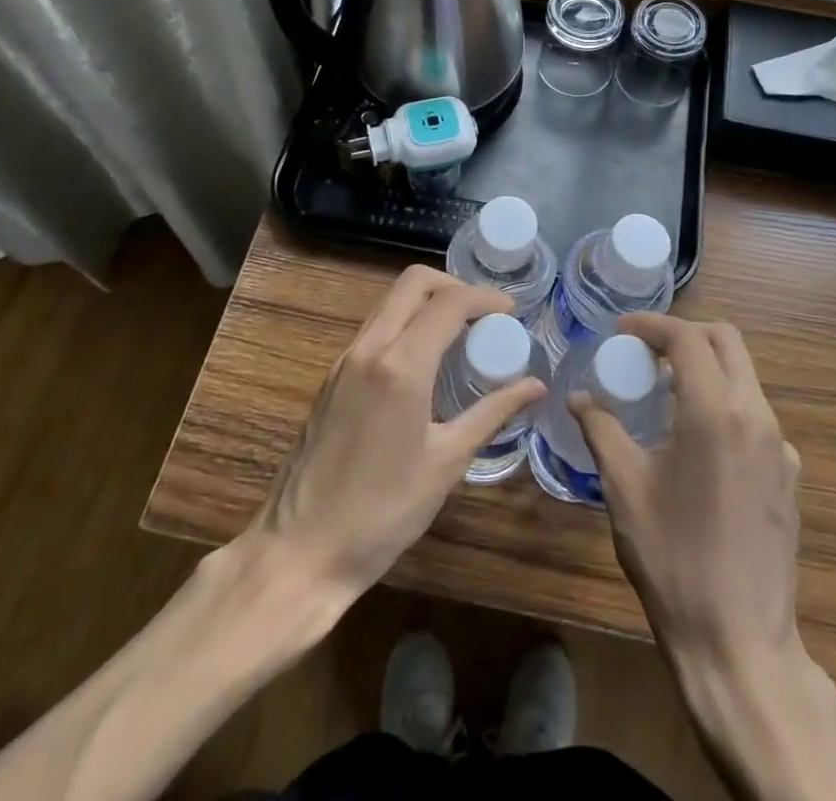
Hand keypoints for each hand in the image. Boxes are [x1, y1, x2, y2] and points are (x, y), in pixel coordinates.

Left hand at [253, 266, 544, 601]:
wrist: (300, 552)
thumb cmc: (382, 512)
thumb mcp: (447, 462)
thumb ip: (492, 413)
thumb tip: (536, 385)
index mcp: (401, 364)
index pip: (449, 302)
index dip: (486, 298)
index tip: (512, 312)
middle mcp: (369, 348)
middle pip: (413, 283)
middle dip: (454, 286)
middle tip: (484, 316)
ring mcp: (345, 360)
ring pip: (390, 302)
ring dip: (427, 303)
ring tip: (460, 336)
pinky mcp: (332, 377)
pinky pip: (375, 328)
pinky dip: (406, 324)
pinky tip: (425, 362)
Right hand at [575, 315, 835, 800]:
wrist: (740, 644)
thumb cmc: (673, 560)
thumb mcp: (624, 488)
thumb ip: (601, 430)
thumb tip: (578, 398)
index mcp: (714, 411)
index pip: (687, 338)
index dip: (652, 325)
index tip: (621, 330)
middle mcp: (756, 415)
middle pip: (726, 342)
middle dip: (685, 334)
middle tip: (646, 350)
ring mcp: (781, 445)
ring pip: (745, 377)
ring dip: (707, 368)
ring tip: (665, 392)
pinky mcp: (791, 475)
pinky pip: (756, 416)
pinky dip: (725, 405)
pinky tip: (699, 444)